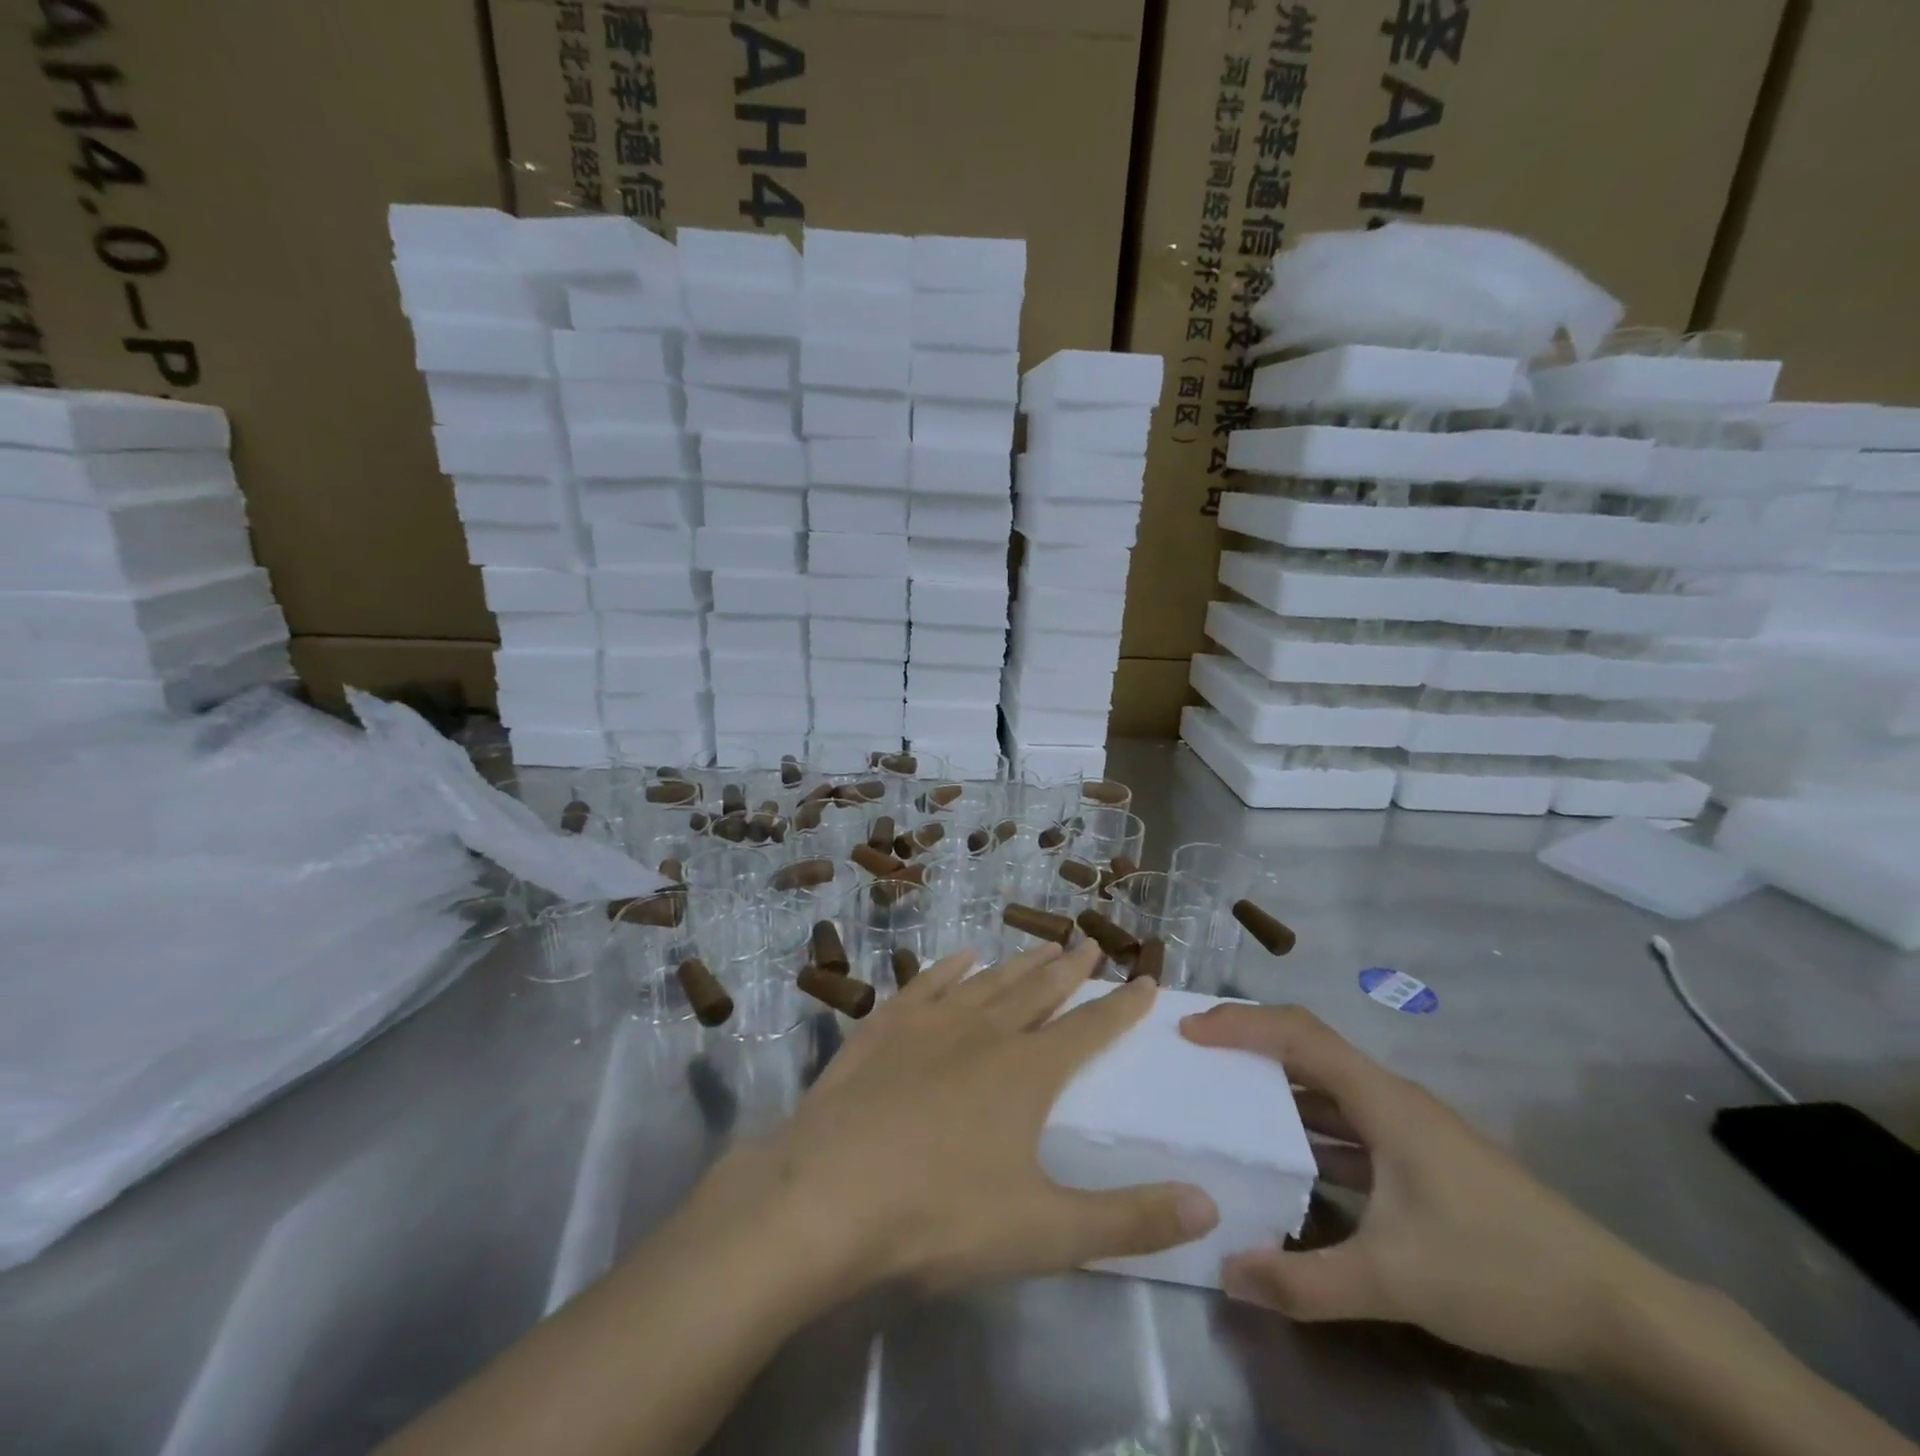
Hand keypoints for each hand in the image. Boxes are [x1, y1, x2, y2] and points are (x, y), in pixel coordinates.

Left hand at [719, 941, 1219, 1297]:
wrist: (827, 1195)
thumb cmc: (939, 1215)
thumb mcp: (1045, 1233)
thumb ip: (1129, 1221)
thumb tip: (1209, 1205)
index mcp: (1026, 1072)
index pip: (1089, 1029)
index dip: (1120, 1007)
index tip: (1146, 980)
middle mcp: (983, 1032)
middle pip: (1038, 991)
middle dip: (1070, 969)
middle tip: (1089, 943)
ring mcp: (929, 1023)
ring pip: (987, 981)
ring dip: (1019, 962)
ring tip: (1042, 944)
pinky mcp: (882, 1027)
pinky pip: (925, 984)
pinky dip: (948, 967)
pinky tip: (960, 956)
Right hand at [1182, 1004, 1672, 1374]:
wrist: (1620, 1311)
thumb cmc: (1501, 1269)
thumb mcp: (1397, 1280)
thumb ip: (1307, 1281)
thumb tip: (1227, 1274)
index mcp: (1382, 1100)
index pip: (1297, 1034)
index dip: (1240, 1024)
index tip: (1189, 1032)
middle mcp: (1390, 1099)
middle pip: (1307, 1048)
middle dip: (1248, 1044)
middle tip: (1193, 1056)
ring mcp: (1408, 1129)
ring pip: (1327, 1087)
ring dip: (1275, 1086)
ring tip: (1223, 1096)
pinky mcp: (1420, 1159)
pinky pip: (1346, 1124)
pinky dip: (1307, 1127)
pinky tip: (1284, 1157)